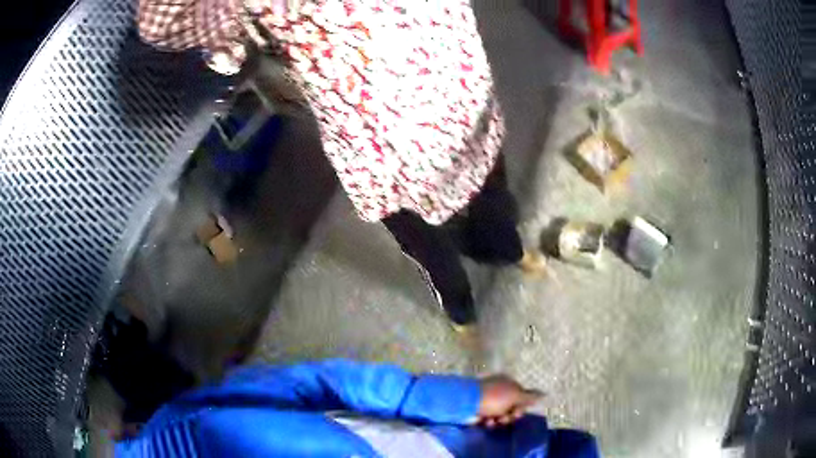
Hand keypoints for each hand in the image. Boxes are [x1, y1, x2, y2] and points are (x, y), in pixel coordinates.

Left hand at [477, 375, 542, 427]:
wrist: (467, 402)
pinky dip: (488, 421)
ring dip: (498, 420)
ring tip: (492, 421)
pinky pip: (488, 418)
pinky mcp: (479, 409)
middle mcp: (499, 390)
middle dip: (510, 415)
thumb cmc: (494, 398)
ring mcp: (488, 400)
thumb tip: (545, 394)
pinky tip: (485, 422)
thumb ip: (530, 397)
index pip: (521, 396)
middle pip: (511, 407)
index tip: (518, 412)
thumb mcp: (515, 396)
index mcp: (508, 383)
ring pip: (500, 414)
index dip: (521, 407)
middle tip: (504, 418)